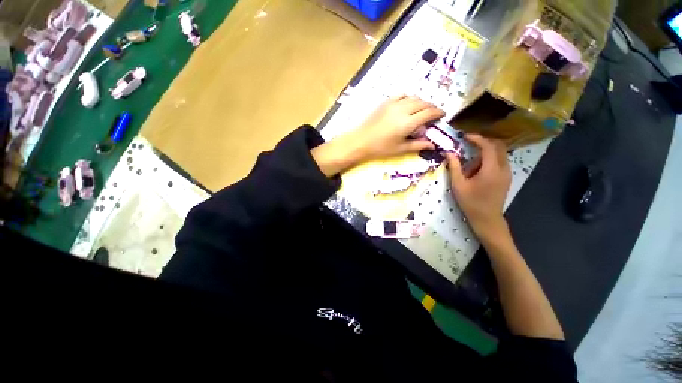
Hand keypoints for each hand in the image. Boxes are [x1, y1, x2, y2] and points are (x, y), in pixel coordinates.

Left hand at [342, 95, 443, 159]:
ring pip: (413, 97)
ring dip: (421, 102)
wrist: (361, 141)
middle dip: (431, 108)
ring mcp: (393, 104)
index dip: (438, 113)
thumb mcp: (400, 148)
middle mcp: (403, 109)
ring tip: (421, 110)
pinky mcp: (385, 102)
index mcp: (408, 123)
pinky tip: (407, 104)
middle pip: (423, 103)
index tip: (442, 115)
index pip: (429, 113)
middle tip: (433, 115)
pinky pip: (401, 94)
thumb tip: (433, 145)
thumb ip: (418, 145)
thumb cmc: (380, 148)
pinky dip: (408, 97)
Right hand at [445, 134, 510, 241]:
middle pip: (498, 146)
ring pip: (499, 153)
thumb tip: (448, 153)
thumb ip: (454, 167)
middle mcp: (503, 168)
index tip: (464, 136)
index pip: (487, 146)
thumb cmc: (470, 202)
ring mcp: (507, 173)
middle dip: (483, 142)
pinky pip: (499, 161)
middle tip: (468, 144)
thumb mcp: (458, 185)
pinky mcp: (506, 177)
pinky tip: (477, 169)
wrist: (486, 219)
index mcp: (491, 169)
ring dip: (485, 152)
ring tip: (470, 162)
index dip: (476, 138)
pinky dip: (489, 159)